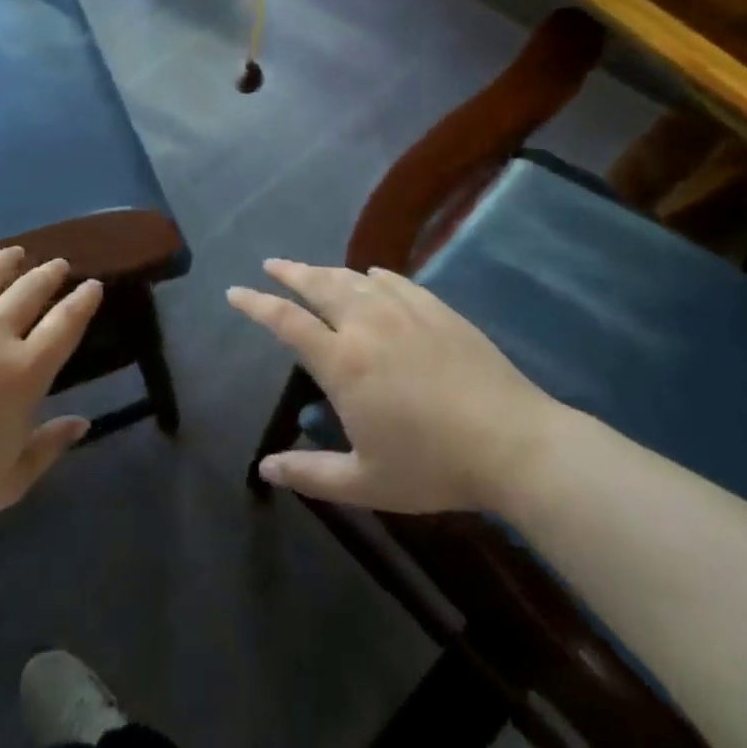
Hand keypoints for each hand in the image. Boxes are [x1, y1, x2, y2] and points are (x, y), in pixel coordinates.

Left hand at [0, 247, 99, 540]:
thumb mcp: (10, 481)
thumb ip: (50, 446)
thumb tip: (83, 423)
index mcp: (24, 373)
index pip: (65, 324)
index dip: (83, 301)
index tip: (92, 286)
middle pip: (29, 290)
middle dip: (49, 274)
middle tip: (58, 265)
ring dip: (6, 262)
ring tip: (16, 253)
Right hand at [229, 260, 564, 513]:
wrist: (512, 442)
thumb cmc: (432, 465)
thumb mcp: (365, 482)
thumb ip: (310, 473)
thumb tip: (264, 469)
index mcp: (342, 362)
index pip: (286, 322)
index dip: (256, 305)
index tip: (234, 292)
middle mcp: (366, 324)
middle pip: (318, 285)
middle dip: (289, 272)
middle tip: (271, 265)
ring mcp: (404, 311)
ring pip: (354, 279)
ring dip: (327, 272)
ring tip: (312, 271)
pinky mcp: (437, 309)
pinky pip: (395, 281)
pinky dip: (374, 276)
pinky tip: (372, 277)